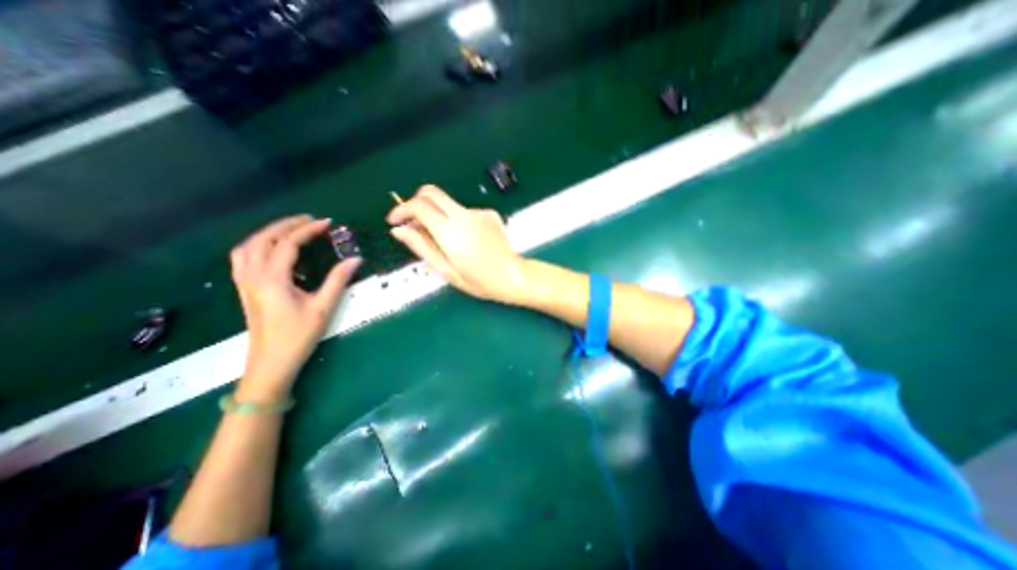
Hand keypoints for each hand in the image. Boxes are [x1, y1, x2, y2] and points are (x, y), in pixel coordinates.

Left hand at [230, 213, 360, 399]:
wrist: (271, 363)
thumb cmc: (298, 336)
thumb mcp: (323, 308)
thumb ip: (338, 280)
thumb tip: (355, 259)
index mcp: (273, 279)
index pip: (288, 244)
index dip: (308, 230)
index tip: (328, 223)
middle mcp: (253, 276)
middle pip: (263, 239)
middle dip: (286, 225)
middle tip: (310, 220)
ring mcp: (245, 283)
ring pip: (248, 246)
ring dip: (268, 232)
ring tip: (290, 229)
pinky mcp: (244, 289)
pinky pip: (243, 257)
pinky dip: (256, 245)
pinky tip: (271, 248)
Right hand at [389, 185, 528, 302]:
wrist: (513, 276)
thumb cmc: (479, 280)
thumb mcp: (446, 269)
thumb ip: (421, 246)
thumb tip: (399, 230)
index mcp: (450, 230)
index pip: (418, 205)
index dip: (401, 210)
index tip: (395, 221)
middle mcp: (464, 215)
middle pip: (432, 192)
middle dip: (416, 202)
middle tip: (414, 223)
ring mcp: (479, 212)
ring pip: (449, 204)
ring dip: (440, 216)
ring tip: (448, 243)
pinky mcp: (490, 213)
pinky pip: (466, 212)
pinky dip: (459, 222)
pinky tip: (468, 241)